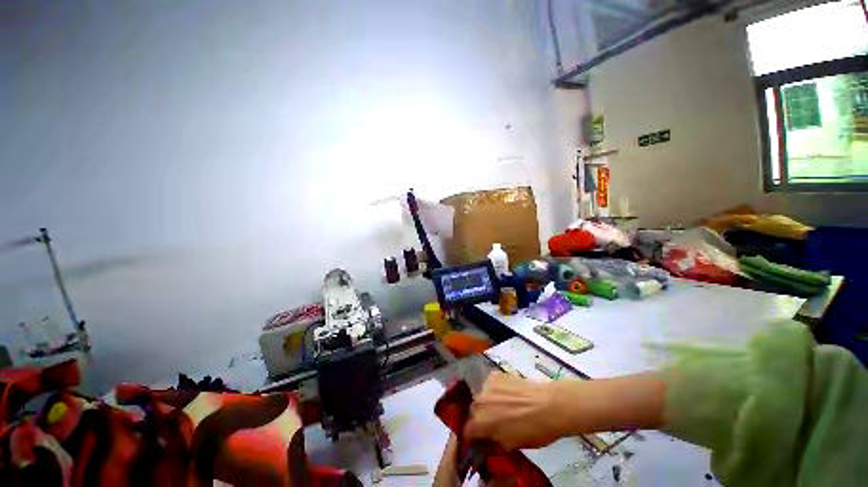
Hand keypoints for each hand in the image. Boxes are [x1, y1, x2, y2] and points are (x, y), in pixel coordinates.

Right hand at [463, 372, 568, 449]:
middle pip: (474, 411)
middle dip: (481, 417)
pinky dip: (496, 389)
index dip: (473, 436)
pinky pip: (490, 384)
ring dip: (488, 402)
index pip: (467, 431)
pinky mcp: (495, 374)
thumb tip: (488, 436)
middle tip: (493, 422)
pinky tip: (508, 393)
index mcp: (480, 422)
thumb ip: (493, 439)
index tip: (479, 438)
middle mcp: (478, 401)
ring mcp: (486, 385)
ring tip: (502, 405)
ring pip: (482, 395)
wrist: (548, 405)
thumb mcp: (511, 444)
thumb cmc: (533, 431)